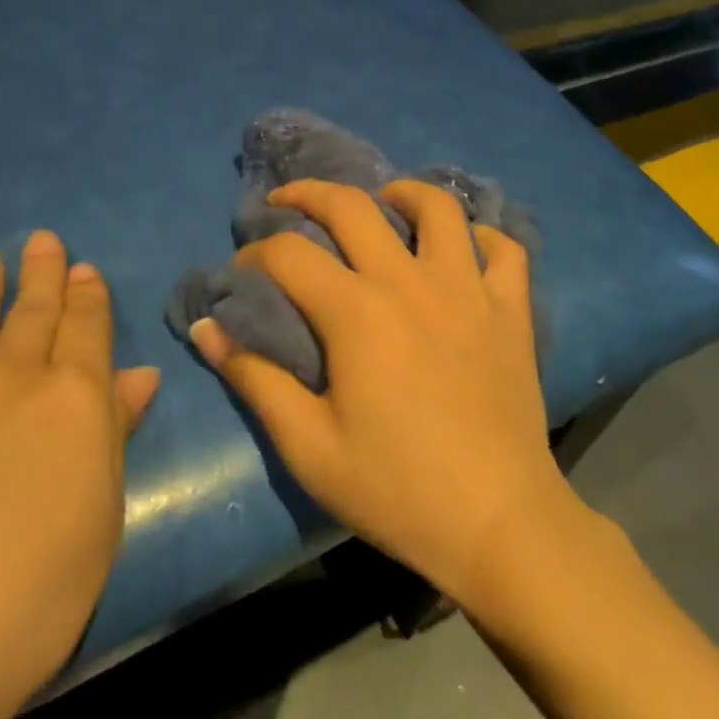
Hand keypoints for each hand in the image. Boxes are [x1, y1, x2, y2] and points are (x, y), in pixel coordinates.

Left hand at [0, 231, 159, 718]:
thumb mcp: (100, 516)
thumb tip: (139, 377)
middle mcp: (11, 378)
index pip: (86, 329)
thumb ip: (115, 436)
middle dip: (41, 275)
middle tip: (41, 241)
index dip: (88, 296)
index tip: (83, 269)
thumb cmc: (32, 588)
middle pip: (31, 312)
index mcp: (74, 397)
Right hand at [189, 180, 569, 609]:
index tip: (242, 273)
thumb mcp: (309, 446)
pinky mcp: (511, 311)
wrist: (498, 525)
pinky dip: (482, 238)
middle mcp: (411, 282)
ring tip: (384, 203)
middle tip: (288, 200)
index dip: (255, 254)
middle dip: (310, 193)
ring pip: (438, 208)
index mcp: (357, 312)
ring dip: (403, 193)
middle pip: (353, 206)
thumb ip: (254, 380)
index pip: (290, 253)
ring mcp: (469, 290)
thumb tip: (206, 329)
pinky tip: (463, 250)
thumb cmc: (396, 489)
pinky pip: (504, 250)